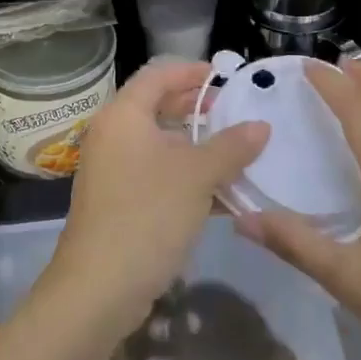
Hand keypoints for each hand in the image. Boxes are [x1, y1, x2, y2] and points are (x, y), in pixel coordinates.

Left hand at [45, 61, 268, 338]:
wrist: (99, 288)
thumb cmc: (148, 214)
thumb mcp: (197, 176)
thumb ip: (231, 146)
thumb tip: (261, 125)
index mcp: (123, 116)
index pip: (157, 75)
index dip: (191, 71)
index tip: (224, 76)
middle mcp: (112, 136)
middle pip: (156, 107)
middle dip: (195, 108)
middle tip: (232, 111)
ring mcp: (111, 171)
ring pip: (159, 145)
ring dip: (195, 146)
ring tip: (235, 151)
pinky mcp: (117, 203)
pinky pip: (156, 175)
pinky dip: (185, 176)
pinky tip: (221, 194)